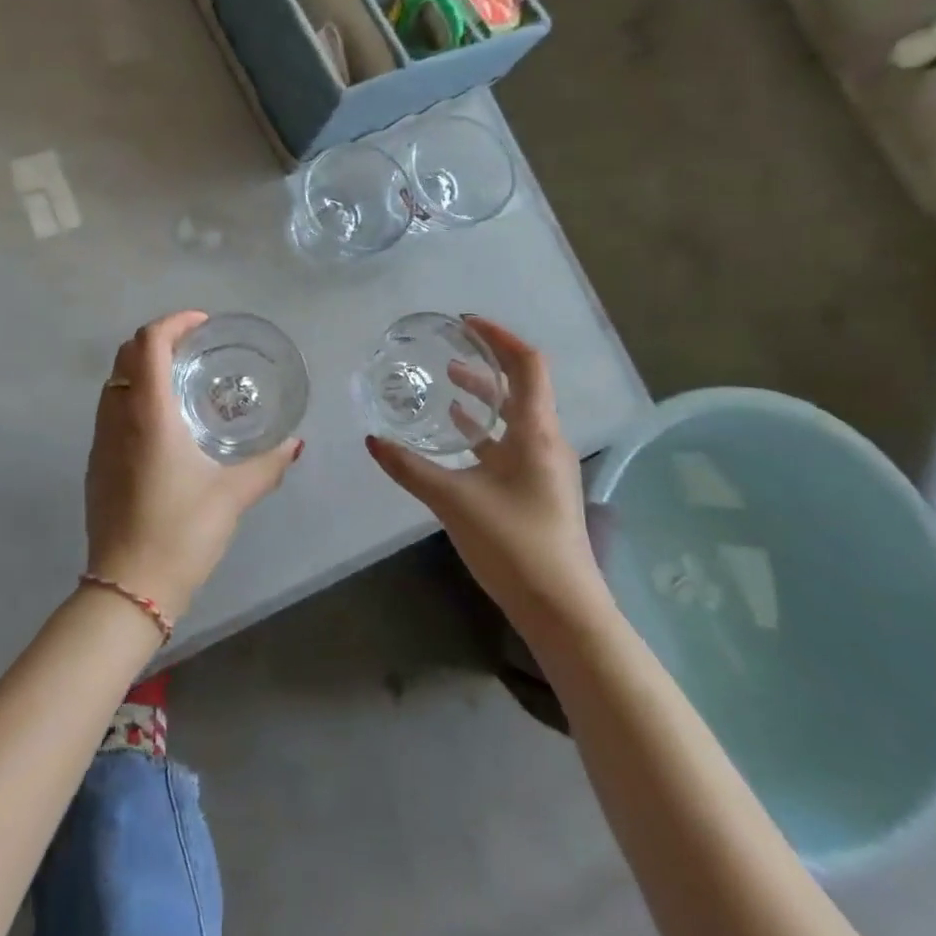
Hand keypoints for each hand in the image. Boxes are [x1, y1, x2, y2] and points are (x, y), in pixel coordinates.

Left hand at [84, 311, 302, 622]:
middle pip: (127, 354)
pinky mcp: (96, 462)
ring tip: (181, 380)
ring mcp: (100, 439)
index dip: (174, 322)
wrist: (127, 587)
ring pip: (114, 381)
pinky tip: (162, 423)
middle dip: (159, 339)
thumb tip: (295, 444)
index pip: (150, 342)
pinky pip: (110, 408)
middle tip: (196, 348)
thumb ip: (267, 465)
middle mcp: (117, 416)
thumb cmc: (181, 532)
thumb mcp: (232, 496)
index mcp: (148, 413)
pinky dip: (133, 394)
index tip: (203, 324)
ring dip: (143, 366)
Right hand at [365, 316, 604, 623]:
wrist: (563, 611)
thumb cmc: (515, 545)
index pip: (527, 365)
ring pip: (514, 417)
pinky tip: (457, 435)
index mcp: (536, 433)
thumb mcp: (453, 501)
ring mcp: (544, 468)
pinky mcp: (537, 490)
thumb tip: (372, 440)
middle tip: (447, 351)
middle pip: (520, 387)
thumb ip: (410, 468)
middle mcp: (546, 442)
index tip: (466, 323)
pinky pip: (509, 444)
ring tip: (446, 384)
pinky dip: (483, 430)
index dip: (500, 337)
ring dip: (483, 397)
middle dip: (485, 364)